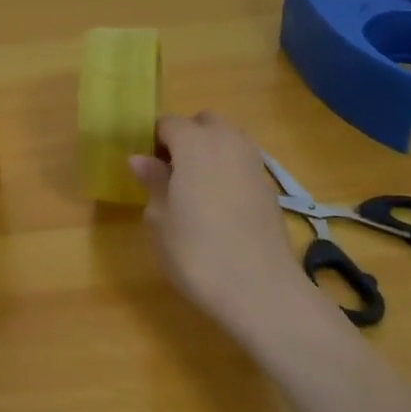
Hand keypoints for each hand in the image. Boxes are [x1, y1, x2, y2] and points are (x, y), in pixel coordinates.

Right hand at [128, 112, 307, 339]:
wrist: (259, 289)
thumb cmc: (196, 250)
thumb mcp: (159, 218)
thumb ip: (153, 181)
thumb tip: (141, 159)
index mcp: (194, 143)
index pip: (168, 124)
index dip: (153, 141)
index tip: (144, 167)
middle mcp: (227, 142)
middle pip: (204, 122)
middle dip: (186, 137)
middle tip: (170, 171)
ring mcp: (253, 163)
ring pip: (228, 139)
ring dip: (210, 151)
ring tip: (193, 187)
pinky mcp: (269, 188)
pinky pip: (242, 163)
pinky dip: (228, 171)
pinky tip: (218, 204)